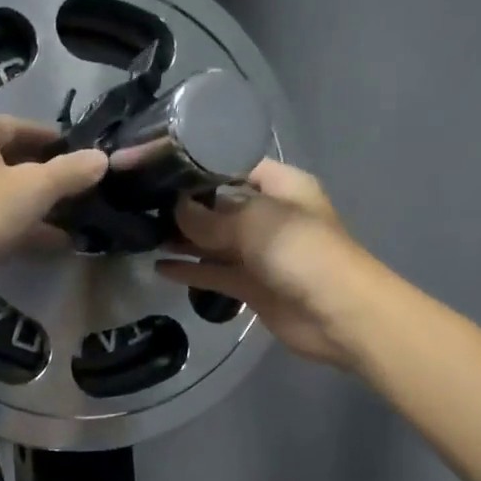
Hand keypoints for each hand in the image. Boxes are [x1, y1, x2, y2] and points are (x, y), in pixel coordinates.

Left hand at [0, 111, 107, 305]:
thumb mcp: (32, 190)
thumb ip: (70, 172)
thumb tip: (102, 158)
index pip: (25, 127)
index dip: (58, 144)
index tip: (87, 160)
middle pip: (12, 158)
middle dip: (48, 178)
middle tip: (83, 193)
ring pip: (0, 189)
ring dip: (34, 205)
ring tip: (74, 220)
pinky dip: (16, 224)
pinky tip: (50, 242)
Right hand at [157, 160, 366, 366]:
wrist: (339, 314)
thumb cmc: (301, 251)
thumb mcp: (254, 222)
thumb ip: (210, 218)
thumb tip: (176, 211)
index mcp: (281, 187)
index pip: (235, 167)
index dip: (201, 167)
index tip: (162, 167)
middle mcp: (269, 215)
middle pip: (220, 205)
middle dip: (186, 206)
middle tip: (141, 203)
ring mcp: (260, 252)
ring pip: (214, 241)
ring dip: (184, 239)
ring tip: (143, 234)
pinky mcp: (251, 286)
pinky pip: (215, 273)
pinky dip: (191, 270)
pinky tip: (159, 268)